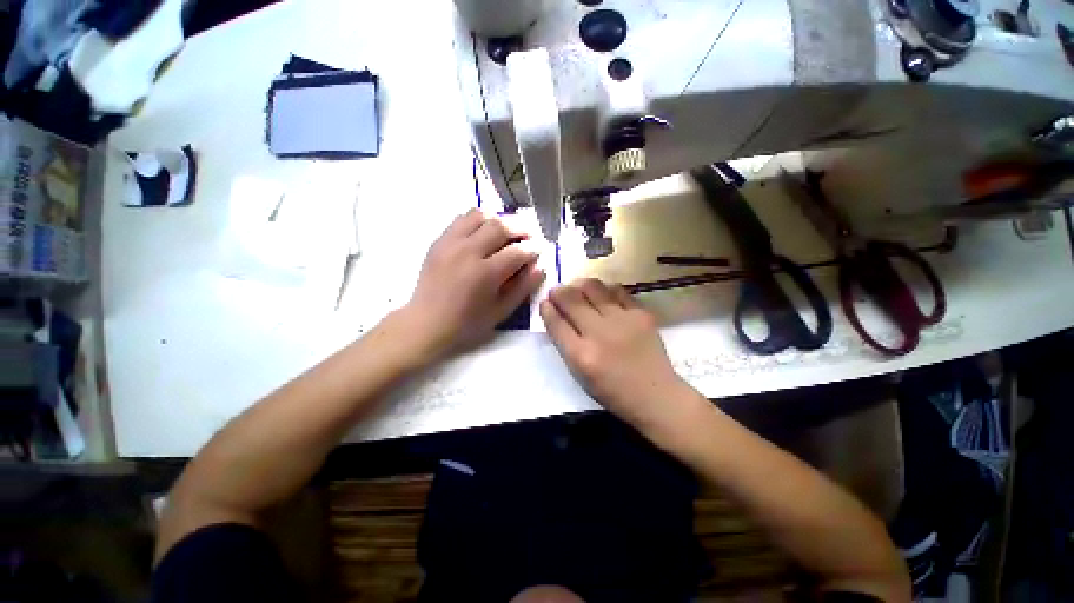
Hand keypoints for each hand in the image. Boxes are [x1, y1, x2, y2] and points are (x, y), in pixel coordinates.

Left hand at [400, 209, 544, 359]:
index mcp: (485, 274)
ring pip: (480, 215)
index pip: (518, 251)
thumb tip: (540, 266)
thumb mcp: (501, 312)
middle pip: (501, 225)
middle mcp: (468, 252)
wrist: (426, 323)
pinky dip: (478, 220)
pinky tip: (484, 232)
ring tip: (508, 231)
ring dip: (499, 219)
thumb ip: (523, 288)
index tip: (539, 250)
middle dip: (521, 228)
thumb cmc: (467, 323)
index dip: (534, 248)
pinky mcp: (439, 241)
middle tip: (529, 236)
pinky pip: (462, 219)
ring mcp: (450, 243)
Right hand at [539, 278, 690, 429]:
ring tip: (579, 289)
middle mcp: (599, 334)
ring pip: (593, 288)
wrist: (656, 395)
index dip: (547, 308)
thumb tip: (556, 314)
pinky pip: (617, 291)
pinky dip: (605, 290)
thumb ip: (566, 344)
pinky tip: (603, 295)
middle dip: (559, 292)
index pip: (556, 323)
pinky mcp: (641, 314)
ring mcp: (622, 321)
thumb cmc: (613, 391)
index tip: (545, 302)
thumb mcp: (580, 374)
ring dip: (580, 285)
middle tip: (558, 291)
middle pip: (571, 300)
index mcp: (581, 355)